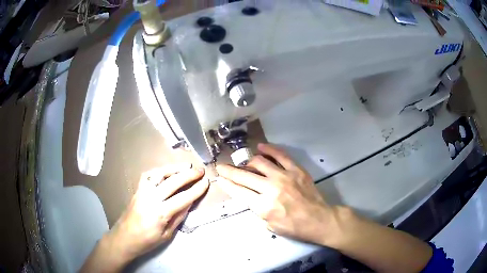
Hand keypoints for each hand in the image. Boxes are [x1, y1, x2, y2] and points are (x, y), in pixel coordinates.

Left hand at [106, 165, 208, 265]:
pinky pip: (148, 175)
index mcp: (160, 213)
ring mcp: (142, 191)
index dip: (196, 190)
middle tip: (200, 171)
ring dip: (174, 168)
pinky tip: (166, 171)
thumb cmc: (147, 241)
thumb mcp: (167, 235)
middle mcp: (151, 198)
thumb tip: (189, 203)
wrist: (124, 237)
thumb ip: (178, 217)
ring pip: (159, 174)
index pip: (183, 198)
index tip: (206, 182)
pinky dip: (159, 171)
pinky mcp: (137, 190)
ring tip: (186, 166)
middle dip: (188, 175)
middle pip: (172, 182)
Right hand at [216, 143, 336, 244]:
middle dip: (229, 170)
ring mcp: (284, 176)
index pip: (239, 191)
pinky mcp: (296, 170)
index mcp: (263, 206)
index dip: (227, 183)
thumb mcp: (269, 225)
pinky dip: (269, 149)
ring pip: (259, 162)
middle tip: (222, 166)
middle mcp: (270, 188)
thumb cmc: (293, 226)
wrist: (318, 219)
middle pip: (244, 175)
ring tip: (246, 164)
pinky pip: (280, 155)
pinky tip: (261, 147)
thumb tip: (249, 195)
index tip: (219, 177)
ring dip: (248, 162)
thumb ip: (257, 209)